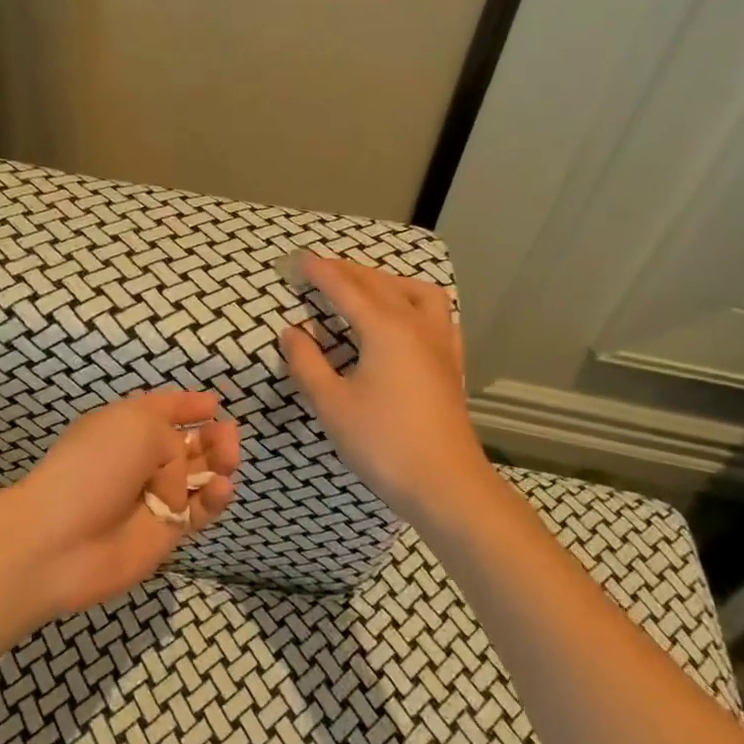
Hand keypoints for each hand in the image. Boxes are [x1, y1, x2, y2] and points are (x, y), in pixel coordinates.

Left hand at [13, 390, 239, 616]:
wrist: (61, 539)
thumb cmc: (96, 466)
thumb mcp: (138, 426)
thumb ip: (174, 440)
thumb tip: (180, 475)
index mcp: (124, 426)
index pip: (161, 410)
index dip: (186, 405)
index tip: (214, 403)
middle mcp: (139, 459)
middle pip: (186, 443)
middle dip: (211, 435)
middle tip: (228, 434)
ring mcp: (154, 498)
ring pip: (199, 476)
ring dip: (218, 463)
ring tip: (228, 458)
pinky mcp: (166, 533)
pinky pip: (199, 511)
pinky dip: (214, 498)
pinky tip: (221, 487)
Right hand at [280, 255, 490, 530]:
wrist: (446, 485)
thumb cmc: (382, 443)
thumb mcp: (331, 404)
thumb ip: (307, 363)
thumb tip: (292, 332)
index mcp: (385, 329)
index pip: (346, 289)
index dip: (320, 272)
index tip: (297, 259)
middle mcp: (416, 326)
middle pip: (379, 284)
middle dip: (348, 271)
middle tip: (320, 269)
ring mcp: (440, 344)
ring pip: (416, 293)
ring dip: (387, 281)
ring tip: (365, 287)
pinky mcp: (451, 364)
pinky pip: (437, 316)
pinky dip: (415, 303)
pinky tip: (407, 319)